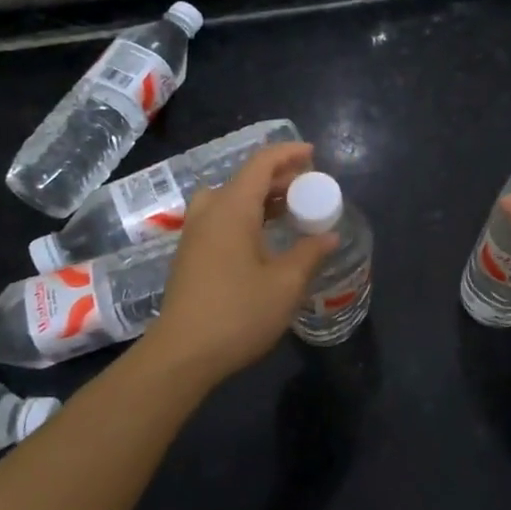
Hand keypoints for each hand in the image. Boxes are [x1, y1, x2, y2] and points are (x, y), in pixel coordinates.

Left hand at [134, 142, 337, 383]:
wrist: (181, 356)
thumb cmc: (237, 314)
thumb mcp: (285, 284)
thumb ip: (309, 254)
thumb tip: (329, 236)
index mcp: (232, 209)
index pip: (261, 164)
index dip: (288, 153)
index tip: (313, 154)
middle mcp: (209, 213)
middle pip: (244, 179)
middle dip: (278, 177)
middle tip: (308, 189)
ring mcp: (195, 235)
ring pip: (229, 199)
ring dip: (260, 197)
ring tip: (287, 211)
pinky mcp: (190, 255)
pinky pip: (220, 218)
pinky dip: (245, 215)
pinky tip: (263, 239)